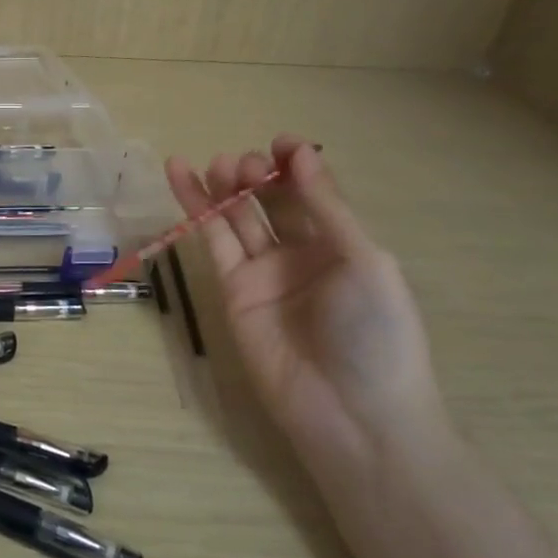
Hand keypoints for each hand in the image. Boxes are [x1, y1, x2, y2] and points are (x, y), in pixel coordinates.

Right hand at [166, 138, 450, 489]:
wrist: (352, 414)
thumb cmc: (376, 334)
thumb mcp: (364, 262)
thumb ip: (327, 207)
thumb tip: (302, 153)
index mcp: (345, 245)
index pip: (315, 193)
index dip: (298, 165)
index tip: (281, 143)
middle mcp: (303, 254)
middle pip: (273, 201)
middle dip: (258, 176)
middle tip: (243, 164)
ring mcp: (264, 272)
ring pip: (238, 216)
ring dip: (224, 186)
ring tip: (213, 163)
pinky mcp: (231, 290)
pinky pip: (212, 241)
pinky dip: (195, 208)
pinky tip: (181, 176)